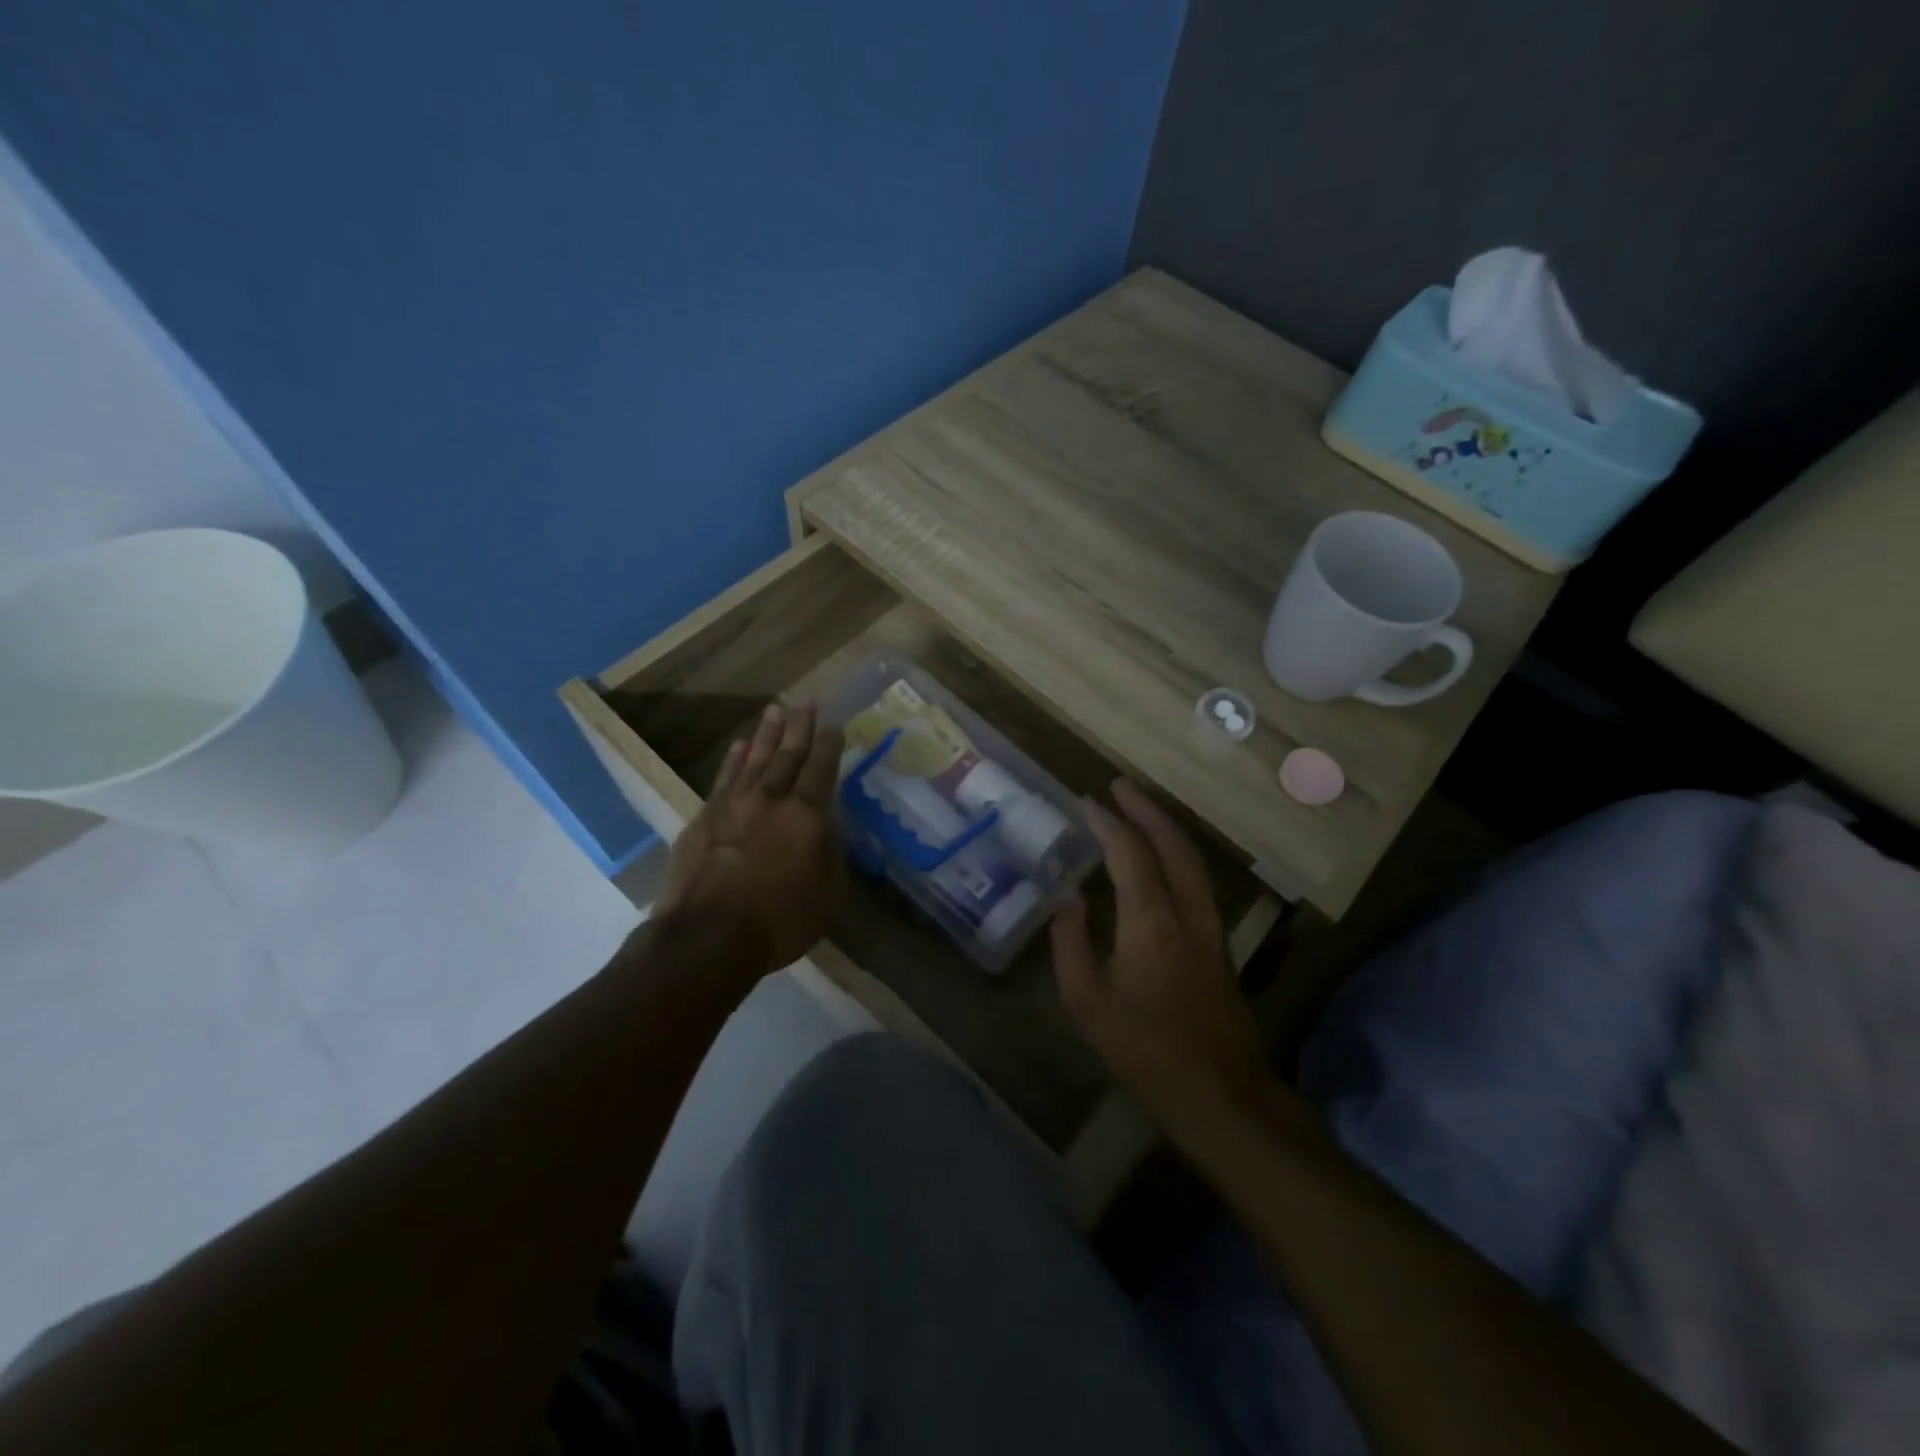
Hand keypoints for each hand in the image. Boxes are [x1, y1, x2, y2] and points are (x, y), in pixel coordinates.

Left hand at [659, 703, 845, 979]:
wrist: (706, 937)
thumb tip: (827, 826)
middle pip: (788, 755)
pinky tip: (739, 746)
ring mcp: (733, 805)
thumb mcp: (826, 893)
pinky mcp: (704, 818)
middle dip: (800, 728)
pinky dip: (733, 760)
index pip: (821, 769)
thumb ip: (829, 852)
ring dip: (766, 734)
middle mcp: (771, 799)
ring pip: (754, 759)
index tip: (835, 725)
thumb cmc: (778, 921)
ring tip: (776, 710)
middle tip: (806, 703)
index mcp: (806, 815)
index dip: (830, 745)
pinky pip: (724, 778)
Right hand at [1052, 778, 1267, 1121]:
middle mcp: (1187, 912)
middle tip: (1120, 785)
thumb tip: (1069, 898)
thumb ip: (1071, 942)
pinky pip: (1197, 881)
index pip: (1130, 852)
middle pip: (1173, 844)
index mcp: (1150, 920)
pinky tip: (1163, 861)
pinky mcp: (1220, 946)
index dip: (1108, 822)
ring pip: (1193, 861)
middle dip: (1147, 809)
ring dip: (1166, 828)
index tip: (1087, 801)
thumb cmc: (1143, 1048)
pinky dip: (1177, 855)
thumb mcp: (1086, 1000)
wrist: (1219, 1094)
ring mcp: (1211, 928)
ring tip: (1140, 811)